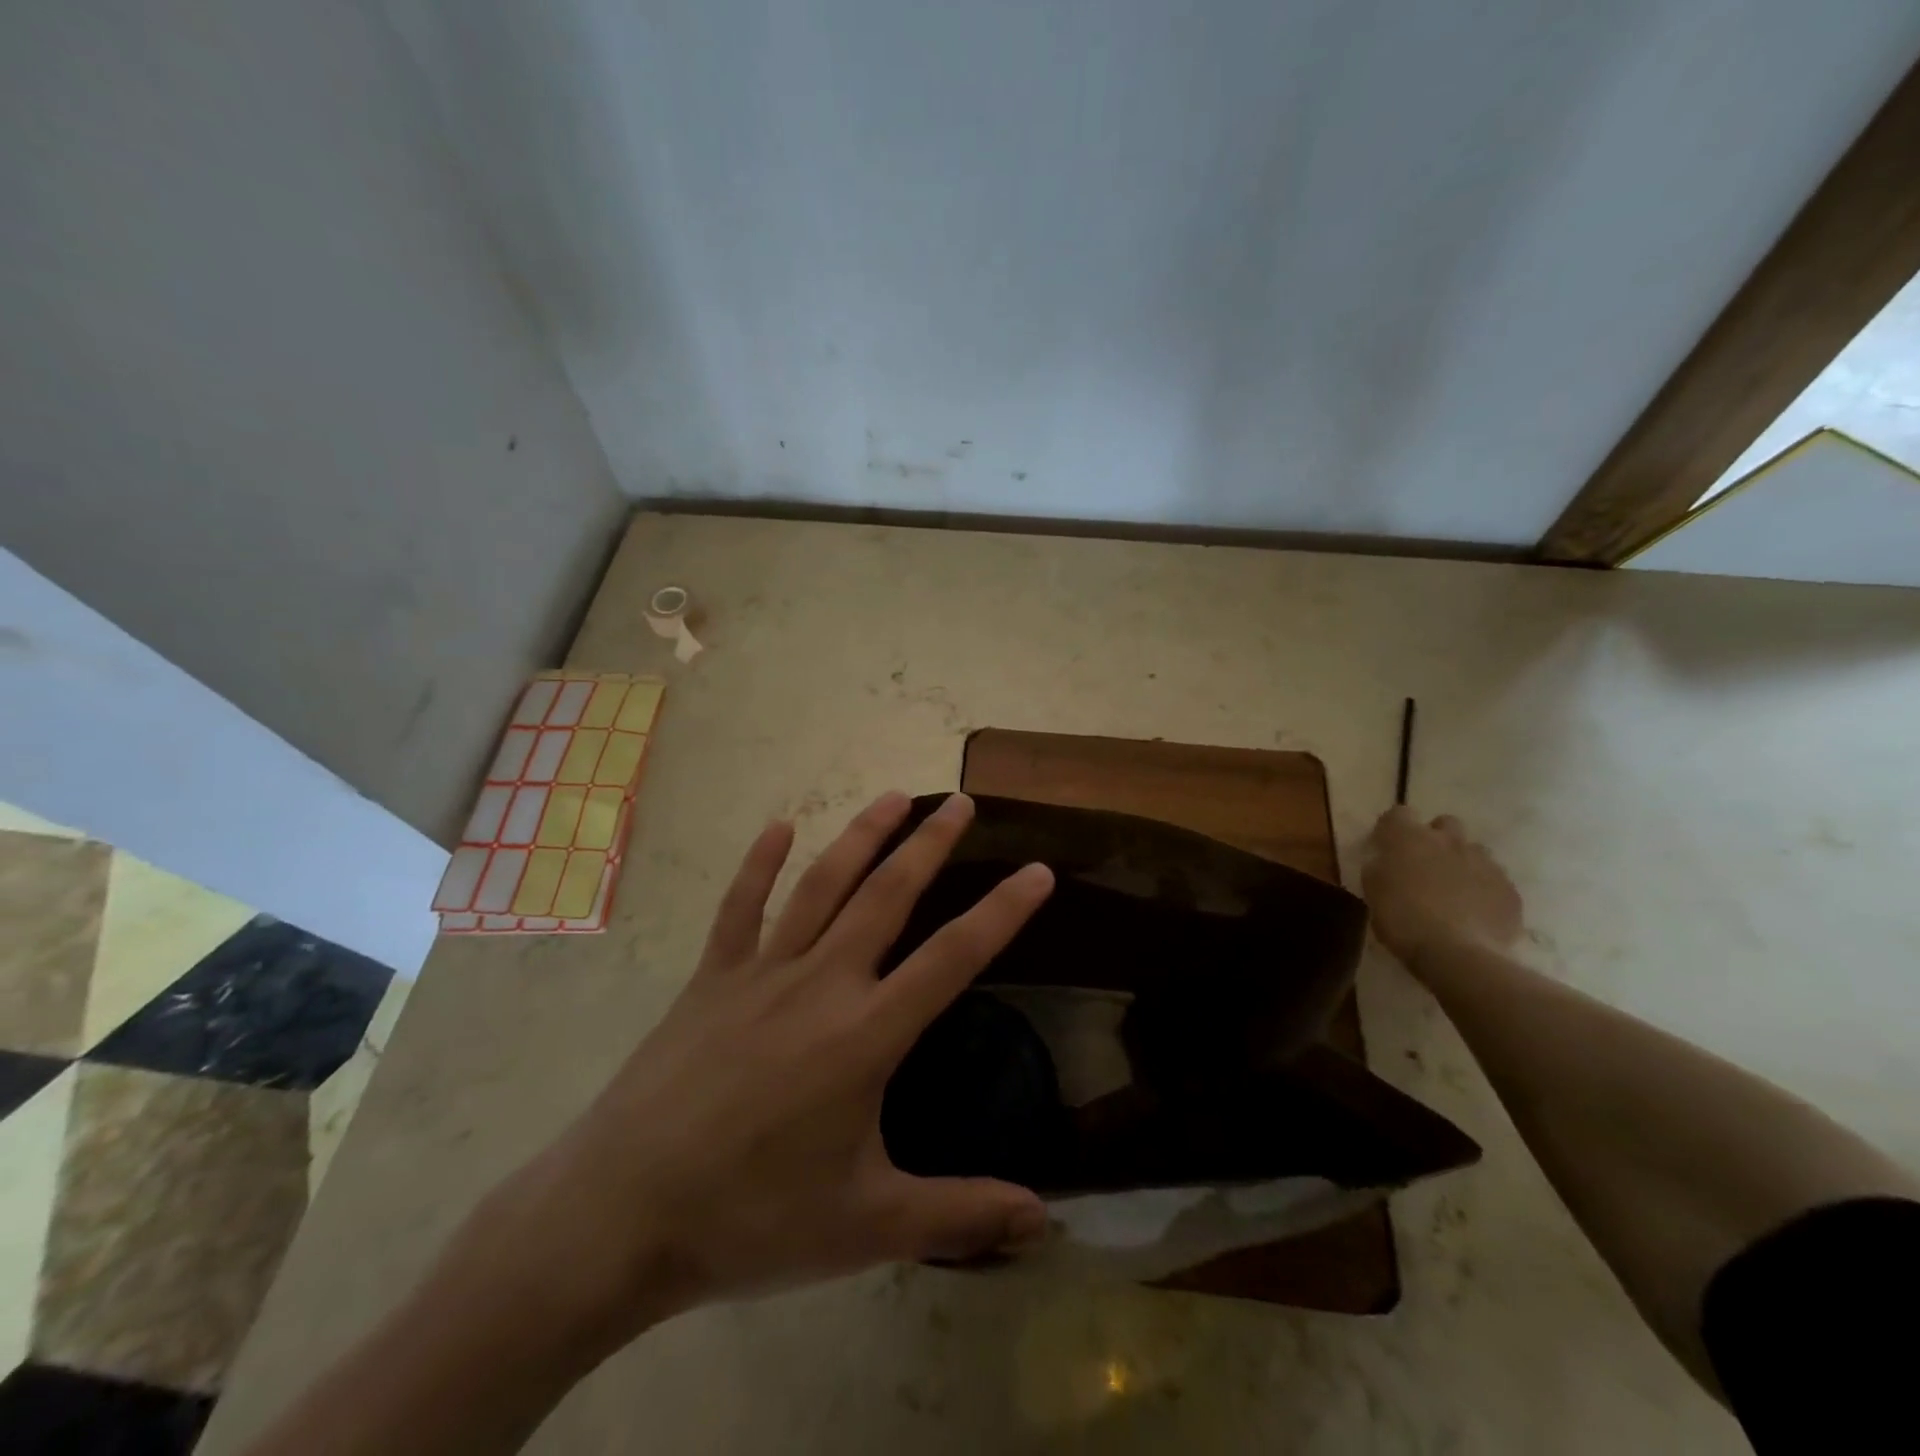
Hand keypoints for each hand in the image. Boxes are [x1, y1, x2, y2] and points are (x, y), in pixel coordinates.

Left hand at [473, 791, 1054, 1362]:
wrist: (619, 1217)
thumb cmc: (751, 1220)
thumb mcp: (866, 1227)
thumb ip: (959, 1216)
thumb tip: (1043, 1223)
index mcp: (866, 1034)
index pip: (953, 957)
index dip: (1002, 911)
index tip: (1038, 871)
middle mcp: (822, 983)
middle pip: (888, 896)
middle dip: (931, 844)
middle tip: (961, 802)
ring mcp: (761, 972)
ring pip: (822, 884)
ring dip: (862, 836)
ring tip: (895, 796)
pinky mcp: (711, 978)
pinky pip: (740, 907)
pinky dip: (760, 862)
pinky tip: (779, 826)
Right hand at [1361, 807, 1522, 965]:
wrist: (1458, 954)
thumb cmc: (1402, 920)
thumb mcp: (1373, 892)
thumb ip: (1379, 868)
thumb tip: (1385, 860)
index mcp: (1409, 838)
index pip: (1399, 813)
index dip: (1392, 828)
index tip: (1387, 846)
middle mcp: (1449, 840)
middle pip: (1444, 823)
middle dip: (1435, 838)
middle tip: (1424, 865)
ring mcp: (1484, 863)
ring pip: (1473, 851)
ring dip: (1461, 862)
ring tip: (1453, 891)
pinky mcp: (1509, 888)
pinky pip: (1494, 880)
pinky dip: (1483, 889)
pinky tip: (1474, 912)